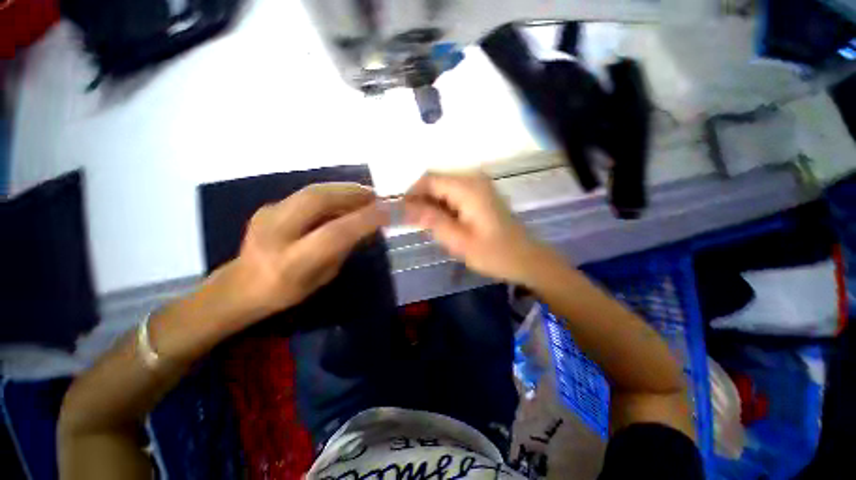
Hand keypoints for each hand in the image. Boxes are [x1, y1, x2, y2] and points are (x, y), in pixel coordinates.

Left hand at [218, 183, 387, 322]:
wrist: (241, 286)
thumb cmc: (288, 291)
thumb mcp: (324, 276)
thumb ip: (343, 248)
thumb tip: (366, 225)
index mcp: (291, 262)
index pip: (334, 233)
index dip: (364, 219)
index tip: (388, 210)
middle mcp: (275, 234)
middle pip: (318, 199)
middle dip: (352, 193)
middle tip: (375, 196)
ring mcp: (267, 215)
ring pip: (312, 191)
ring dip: (343, 190)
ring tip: (364, 195)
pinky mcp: (268, 206)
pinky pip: (307, 194)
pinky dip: (331, 194)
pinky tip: (342, 200)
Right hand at [405, 171, 554, 284]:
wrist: (526, 259)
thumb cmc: (494, 253)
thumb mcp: (458, 240)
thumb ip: (431, 220)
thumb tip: (404, 207)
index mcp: (468, 188)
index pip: (429, 179)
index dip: (411, 193)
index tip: (401, 212)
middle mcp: (473, 179)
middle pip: (436, 181)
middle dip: (421, 200)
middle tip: (414, 223)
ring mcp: (479, 185)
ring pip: (444, 188)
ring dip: (432, 204)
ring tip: (428, 226)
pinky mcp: (481, 194)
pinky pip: (454, 194)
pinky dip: (444, 206)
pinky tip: (443, 223)